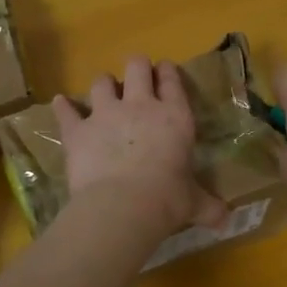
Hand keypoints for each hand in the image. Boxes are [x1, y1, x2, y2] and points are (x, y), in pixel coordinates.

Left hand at [54, 56, 231, 236]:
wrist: (122, 206)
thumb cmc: (167, 200)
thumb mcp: (193, 203)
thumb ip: (208, 207)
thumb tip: (225, 220)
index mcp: (174, 117)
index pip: (172, 81)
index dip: (167, 72)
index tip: (164, 71)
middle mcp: (140, 106)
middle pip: (136, 66)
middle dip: (136, 67)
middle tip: (136, 76)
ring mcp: (105, 114)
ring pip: (101, 82)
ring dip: (103, 85)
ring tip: (104, 92)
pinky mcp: (77, 130)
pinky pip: (67, 111)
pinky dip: (63, 107)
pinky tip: (60, 103)